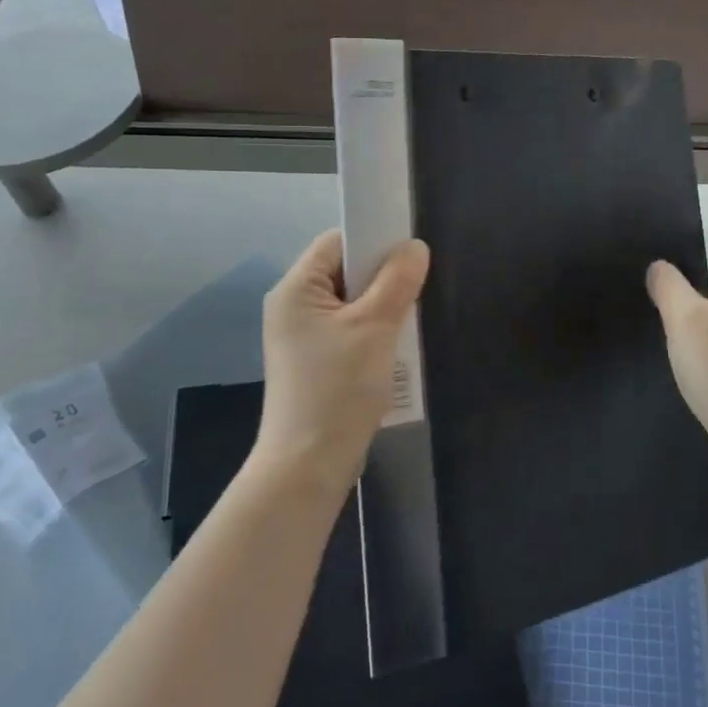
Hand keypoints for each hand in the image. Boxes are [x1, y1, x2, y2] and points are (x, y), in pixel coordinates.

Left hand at [256, 230, 430, 489]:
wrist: (309, 465)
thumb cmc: (339, 389)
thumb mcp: (375, 328)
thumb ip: (397, 281)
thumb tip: (414, 247)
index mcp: (296, 289)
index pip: (337, 242)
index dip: (373, 241)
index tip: (409, 256)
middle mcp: (292, 306)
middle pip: (345, 271)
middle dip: (382, 279)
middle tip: (415, 292)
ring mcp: (302, 337)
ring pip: (351, 303)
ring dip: (381, 309)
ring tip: (407, 323)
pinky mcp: (314, 362)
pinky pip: (348, 330)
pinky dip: (373, 333)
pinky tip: (394, 350)